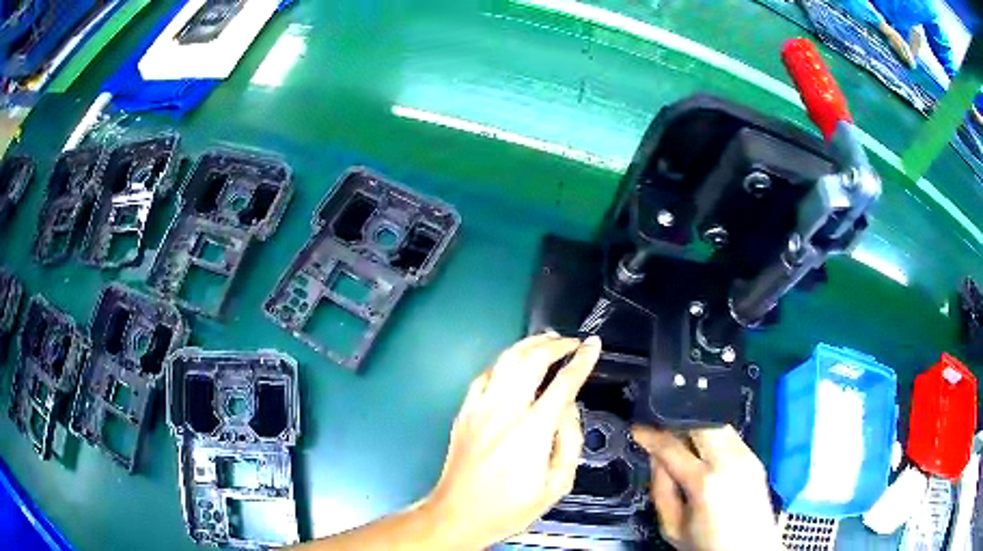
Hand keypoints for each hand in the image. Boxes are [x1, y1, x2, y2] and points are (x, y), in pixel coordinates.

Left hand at [422, 333, 601, 548]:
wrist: (458, 514)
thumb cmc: (510, 507)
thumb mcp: (556, 485)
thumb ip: (570, 442)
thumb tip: (570, 409)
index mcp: (532, 430)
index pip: (564, 383)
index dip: (582, 360)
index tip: (593, 345)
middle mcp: (504, 411)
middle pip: (532, 360)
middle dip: (556, 344)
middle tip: (572, 341)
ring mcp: (479, 408)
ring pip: (505, 360)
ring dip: (528, 344)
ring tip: (547, 339)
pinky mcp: (464, 412)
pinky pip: (483, 375)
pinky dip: (501, 362)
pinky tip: (511, 362)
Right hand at [631, 425, 780, 550]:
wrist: (748, 549)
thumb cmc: (706, 544)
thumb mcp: (672, 527)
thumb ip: (661, 489)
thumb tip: (656, 458)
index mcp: (704, 482)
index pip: (672, 447)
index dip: (651, 434)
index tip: (637, 427)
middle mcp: (729, 461)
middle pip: (700, 423)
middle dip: (676, 422)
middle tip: (660, 428)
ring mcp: (746, 456)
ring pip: (717, 424)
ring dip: (696, 426)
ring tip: (680, 437)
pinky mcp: (756, 457)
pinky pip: (730, 435)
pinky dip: (712, 435)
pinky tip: (704, 449)